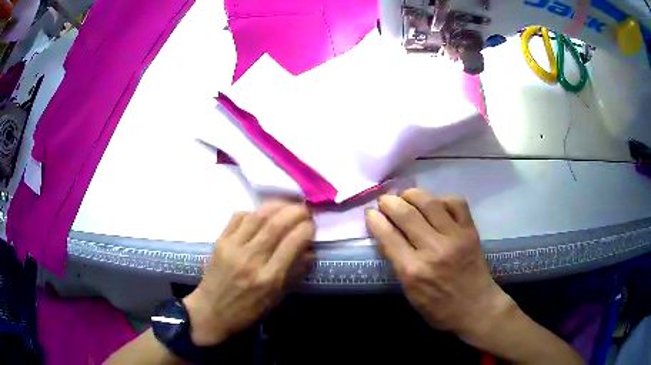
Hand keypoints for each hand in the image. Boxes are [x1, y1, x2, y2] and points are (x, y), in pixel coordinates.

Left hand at [183, 202, 314, 345]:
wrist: (211, 311)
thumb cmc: (247, 310)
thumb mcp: (276, 299)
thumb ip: (294, 274)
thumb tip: (310, 252)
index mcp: (269, 278)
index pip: (292, 243)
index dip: (306, 229)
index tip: (312, 225)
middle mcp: (251, 259)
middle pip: (276, 225)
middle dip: (295, 212)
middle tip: (305, 209)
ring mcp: (232, 248)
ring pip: (257, 216)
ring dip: (276, 206)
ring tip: (287, 205)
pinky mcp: (220, 241)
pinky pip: (238, 217)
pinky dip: (253, 212)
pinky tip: (261, 215)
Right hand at [365, 189, 509, 336]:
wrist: (476, 309)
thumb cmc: (439, 309)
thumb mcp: (410, 294)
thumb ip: (399, 264)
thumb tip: (388, 236)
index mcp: (413, 271)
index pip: (388, 236)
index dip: (375, 220)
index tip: (370, 212)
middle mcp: (433, 250)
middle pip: (406, 214)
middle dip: (389, 202)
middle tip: (384, 201)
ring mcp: (455, 237)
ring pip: (429, 203)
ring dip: (412, 194)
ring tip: (405, 196)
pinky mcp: (470, 231)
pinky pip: (456, 203)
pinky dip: (442, 199)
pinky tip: (435, 204)